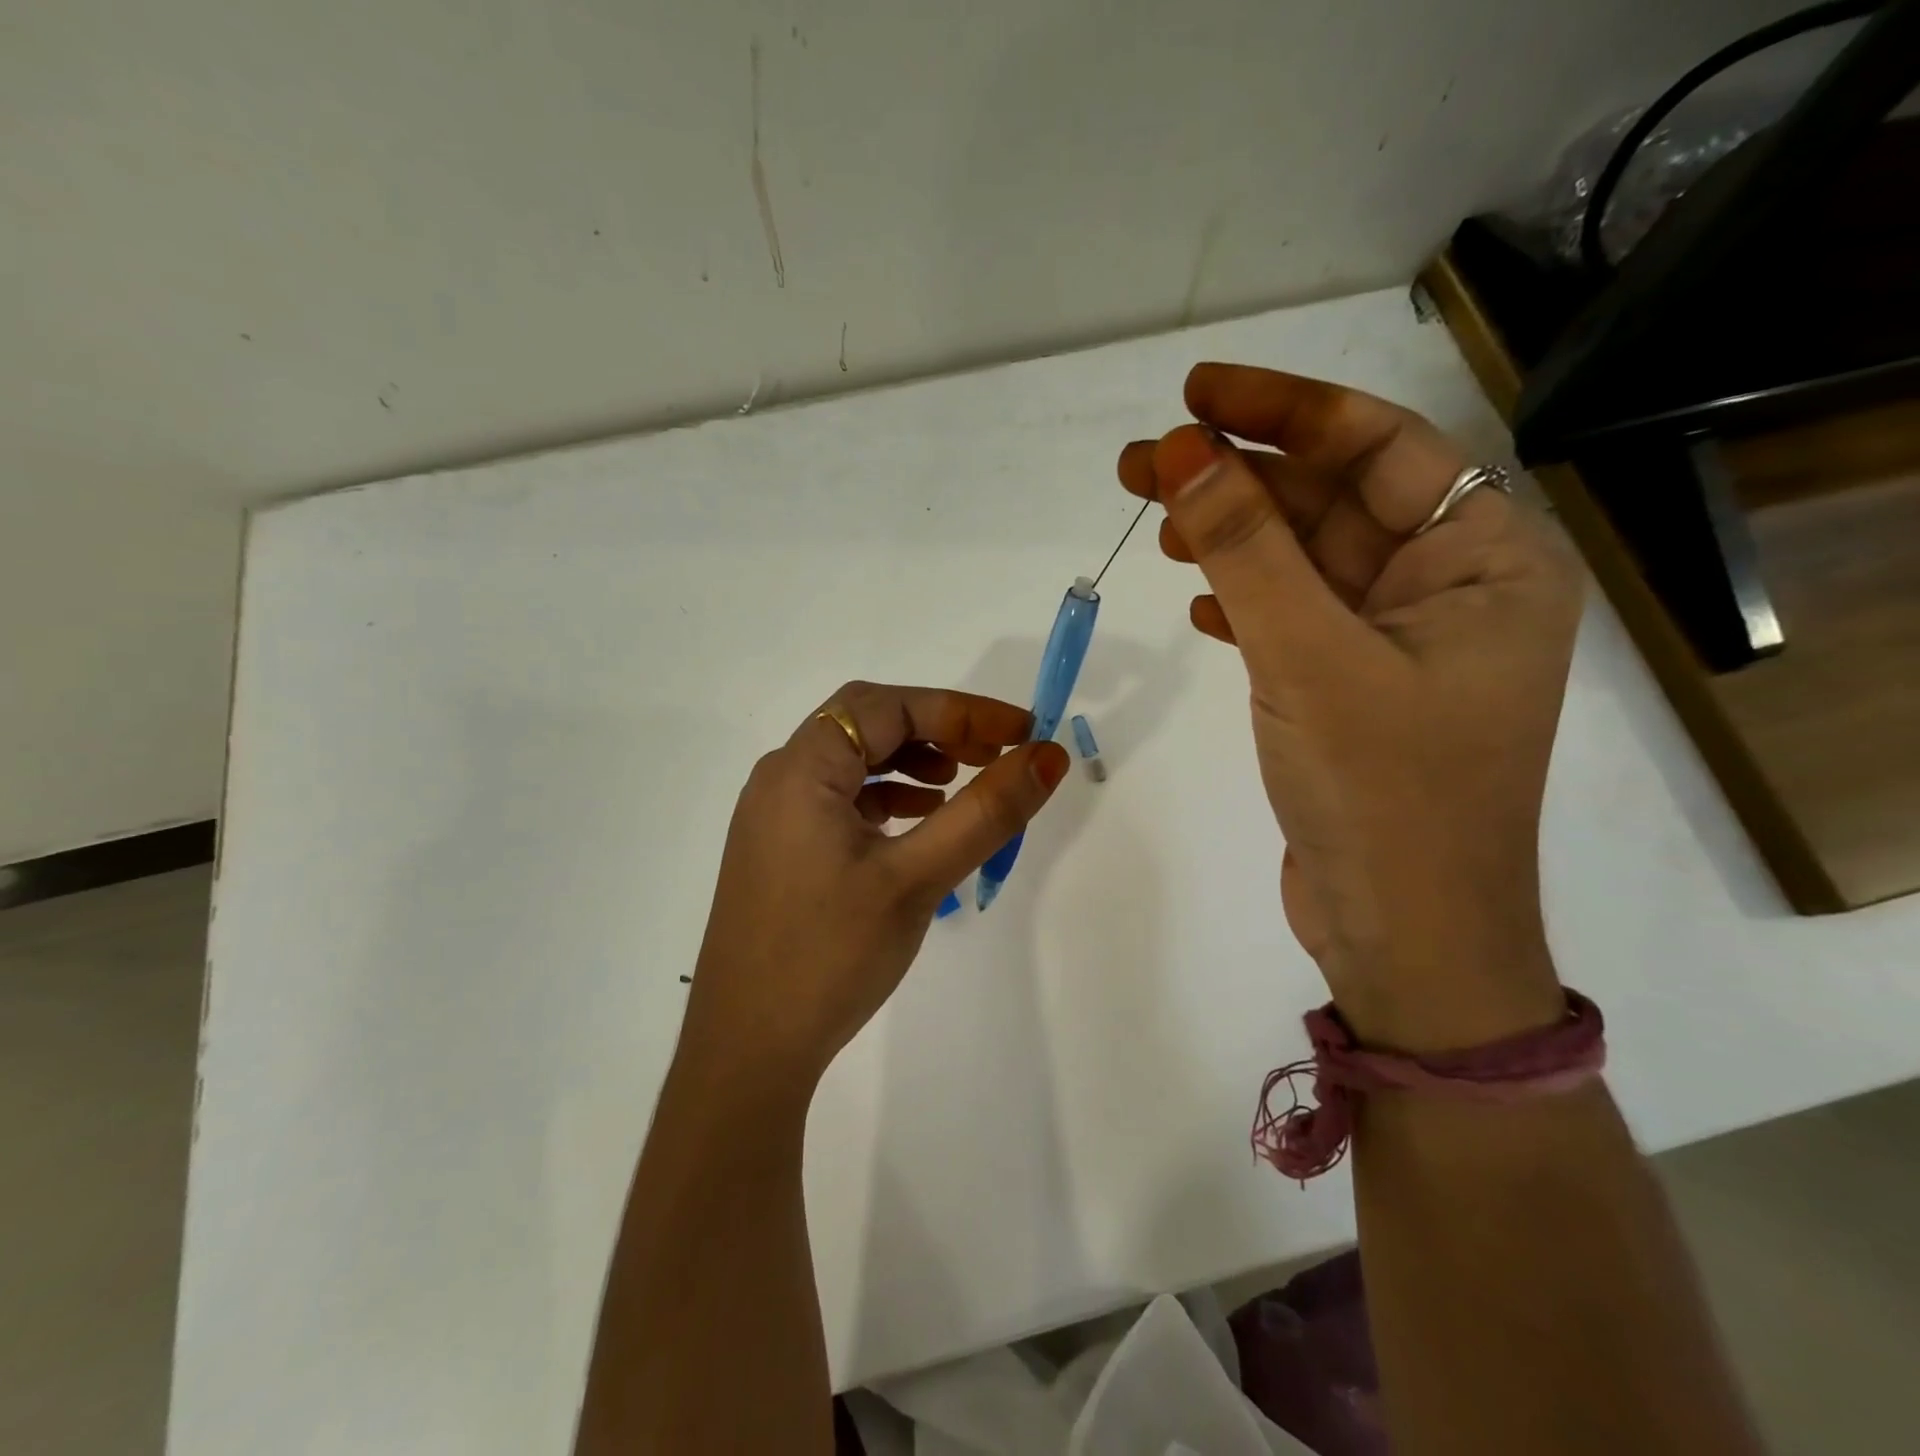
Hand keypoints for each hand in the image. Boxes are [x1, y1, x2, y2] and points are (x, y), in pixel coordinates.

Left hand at [680, 682, 1069, 1086]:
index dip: (960, 709)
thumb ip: (985, 812)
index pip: (887, 706)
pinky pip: (841, 801)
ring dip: (912, 761)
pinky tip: (921, 823)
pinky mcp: (781, 851)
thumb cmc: (829, 955)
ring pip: (854, 762)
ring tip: (963, 783)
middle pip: (867, 724)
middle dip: (936, 729)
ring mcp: (775, 817)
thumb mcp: (916, 878)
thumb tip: (1047, 757)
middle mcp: (781, 779)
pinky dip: (888, 798)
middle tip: (995, 754)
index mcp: (801, 769)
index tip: (1021, 733)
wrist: (748, 1051)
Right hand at [1119, 364, 1582, 1049]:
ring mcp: (1400, 645)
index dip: (1284, 409)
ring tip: (1154, 524)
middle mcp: (1451, 591)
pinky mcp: (1355, 691)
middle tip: (1138, 461)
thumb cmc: (1383, 795)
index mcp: (1486, 562)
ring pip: (1305, 562)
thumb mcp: (1308, 658)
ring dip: (1231, 539)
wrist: (1405, 937)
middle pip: (1335, 501)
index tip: (1195, 393)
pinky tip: (1196, 601)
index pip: (1381, 447)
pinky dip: (1244, 601)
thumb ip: (1246, 549)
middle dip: (1237, 477)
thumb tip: (1181, 452)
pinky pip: (1295, 618)